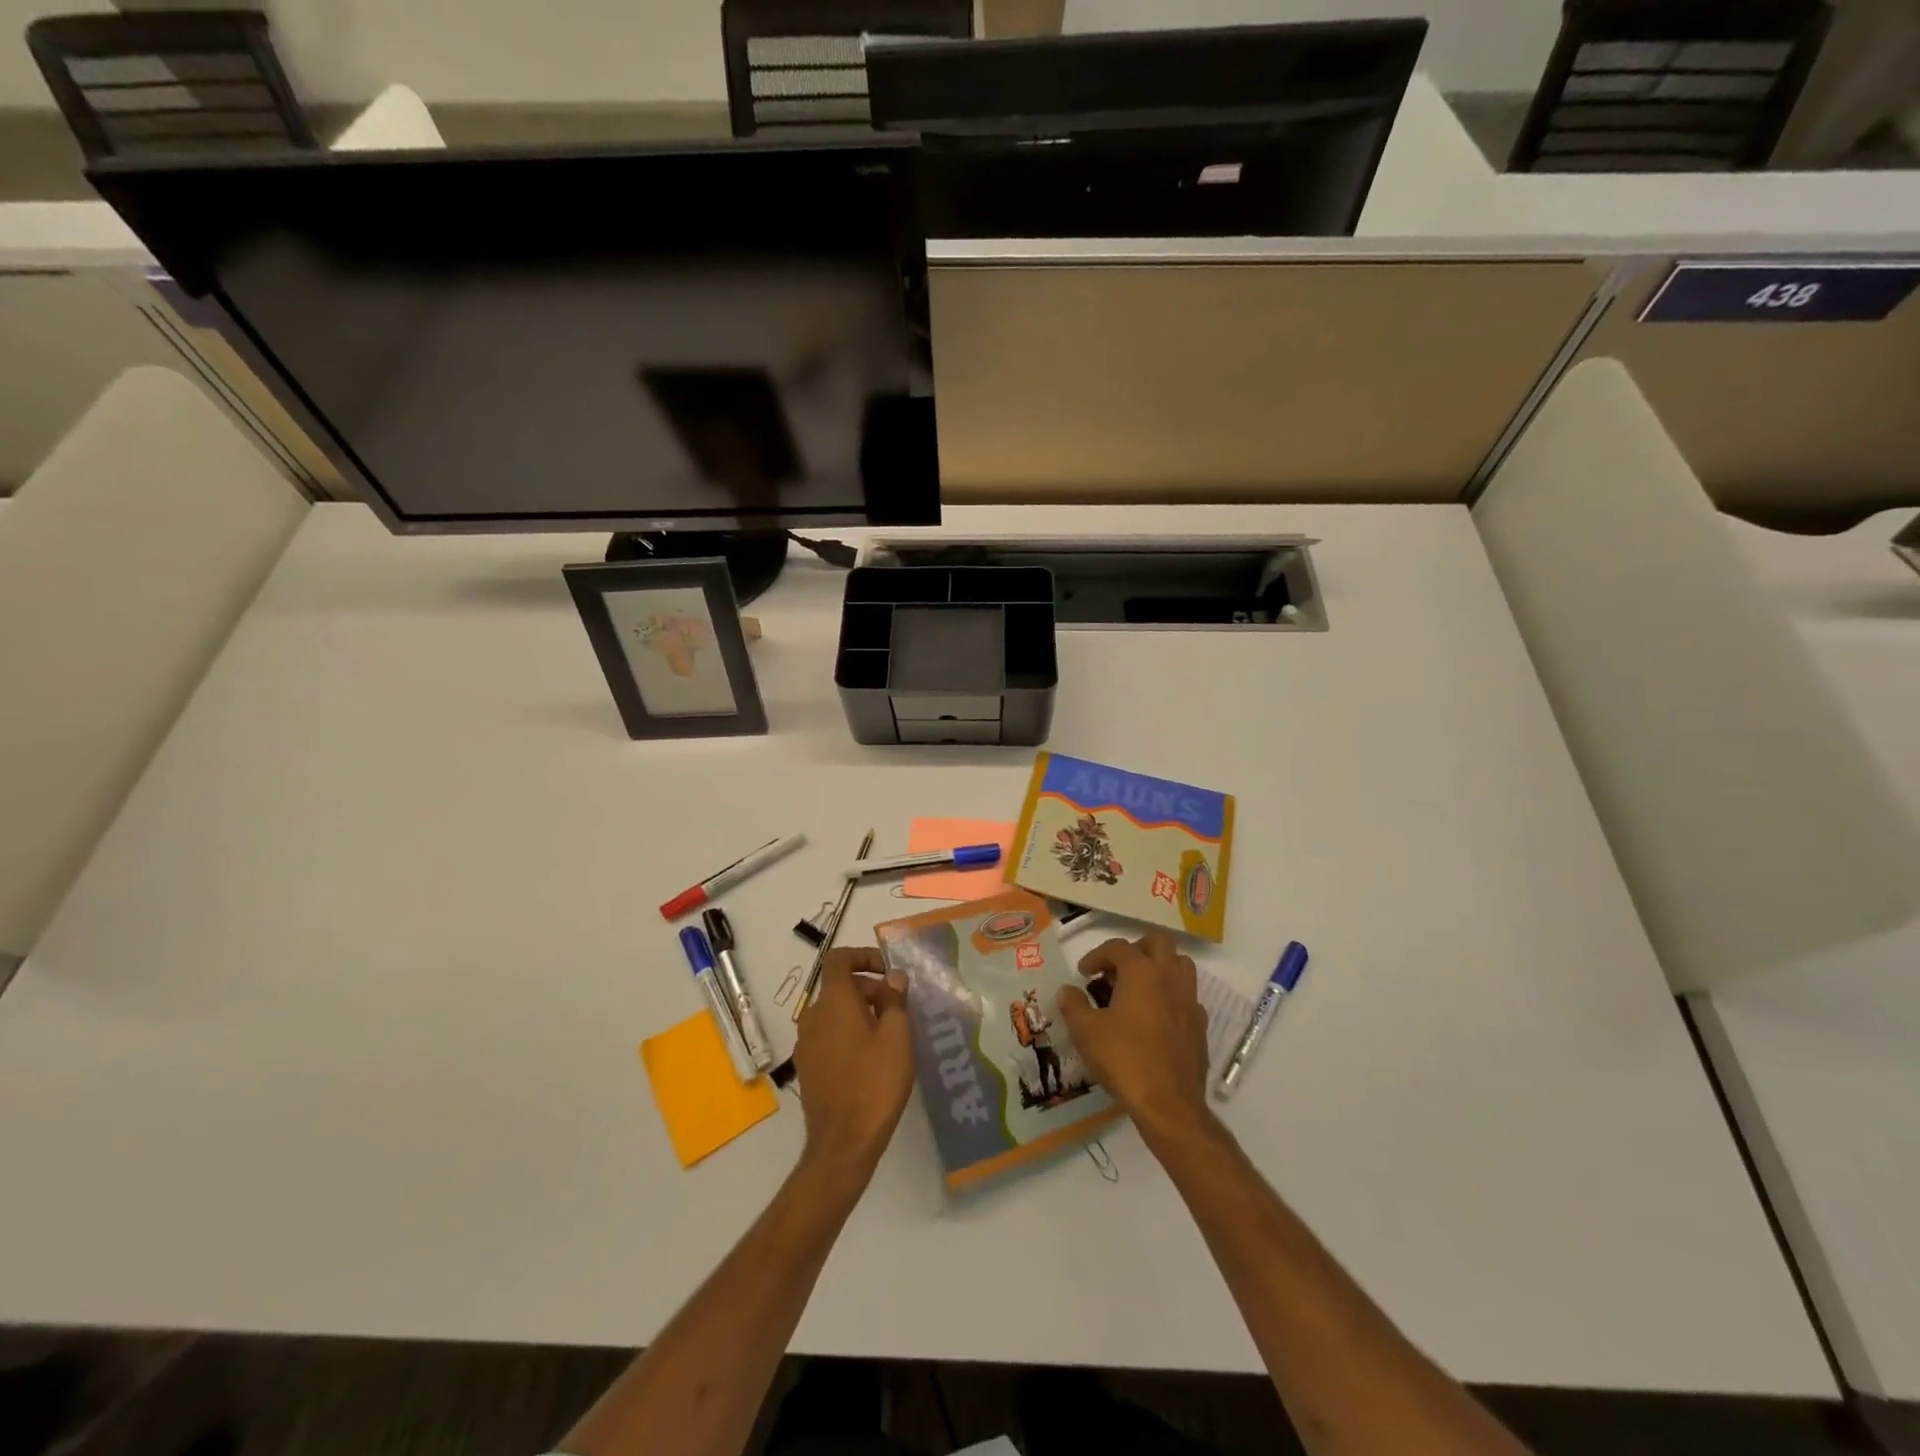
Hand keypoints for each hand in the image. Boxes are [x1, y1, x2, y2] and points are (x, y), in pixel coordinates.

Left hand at [793, 948, 915, 1189]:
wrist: (843, 1143)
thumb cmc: (875, 1082)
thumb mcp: (897, 1036)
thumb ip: (895, 999)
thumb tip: (892, 977)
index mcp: (833, 1001)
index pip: (839, 959)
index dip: (864, 956)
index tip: (888, 972)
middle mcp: (813, 1016)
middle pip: (839, 986)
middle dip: (869, 988)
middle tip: (898, 1009)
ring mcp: (806, 1043)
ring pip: (834, 1012)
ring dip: (860, 1012)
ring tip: (889, 1035)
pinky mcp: (807, 1067)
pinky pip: (828, 1035)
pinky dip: (848, 1033)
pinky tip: (871, 1058)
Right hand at [1058, 932, 1212, 1146]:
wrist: (1168, 1103)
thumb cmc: (1124, 1059)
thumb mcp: (1086, 1031)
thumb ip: (1073, 1005)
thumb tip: (1068, 990)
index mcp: (1141, 971)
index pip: (1117, 947)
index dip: (1096, 956)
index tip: (1083, 973)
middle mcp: (1169, 977)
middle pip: (1158, 943)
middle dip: (1135, 948)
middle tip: (1116, 970)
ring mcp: (1189, 1000)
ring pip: (1179, 964)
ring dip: (1158, 966)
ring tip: (1138, 987)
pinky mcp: (1200, 1024)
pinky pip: (1187, 995)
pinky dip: (1171, 995)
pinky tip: (1156, 1016)